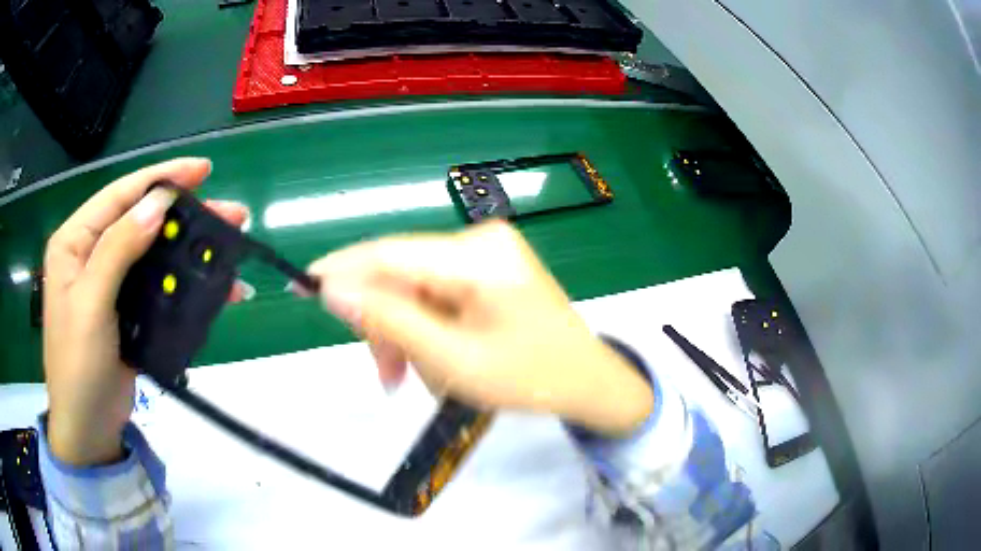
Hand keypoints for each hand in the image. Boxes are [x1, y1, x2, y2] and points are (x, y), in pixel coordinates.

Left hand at [43, 158, 249, 465]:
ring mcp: (110, 283)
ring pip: (154, 252)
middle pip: (142, 219)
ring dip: (190, 250)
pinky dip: (185, 283)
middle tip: (230, 214)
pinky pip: (158, 285)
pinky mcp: (127, 310)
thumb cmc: (79, 366)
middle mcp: (92, 254)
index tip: (202, 170)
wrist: (88, 428)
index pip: (120, 195)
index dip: (160, 178)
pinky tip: (214, 287)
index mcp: (75, 241)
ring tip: (229, 248)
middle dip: (185, 215)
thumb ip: (119, 249)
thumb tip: (158, 203)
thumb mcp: (91, 304)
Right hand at [307, 221, 653, 435]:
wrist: (587, 382)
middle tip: (383, 374)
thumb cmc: (529, 378)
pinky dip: (424, 328)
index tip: (304, 286)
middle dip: (383, 324)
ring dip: (403, 333)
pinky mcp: (488, 270)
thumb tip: (333, 291)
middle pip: (401, 274)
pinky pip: (436, 294)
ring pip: (415, 288)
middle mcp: (480, 241)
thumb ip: (390, 321)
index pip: (390, 252)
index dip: (343, 269)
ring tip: (410, 378)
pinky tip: (432, 360)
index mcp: (478, 256)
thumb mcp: (452, 359)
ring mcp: (487, 253)